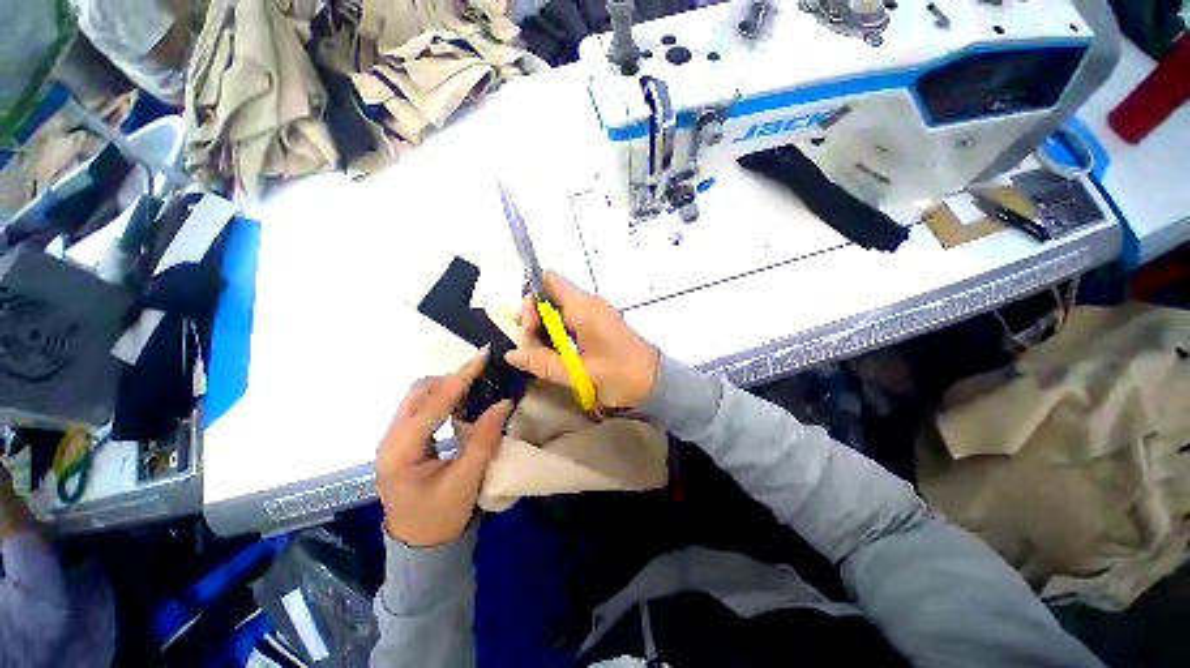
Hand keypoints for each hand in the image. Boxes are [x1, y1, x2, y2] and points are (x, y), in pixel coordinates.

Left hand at [376, 348, 512, 547]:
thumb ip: (485, 438)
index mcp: (400, 450)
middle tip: (483, 374)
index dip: (461, 377)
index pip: (433, 403)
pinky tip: (463, 403)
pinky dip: (443, 400)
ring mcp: (394, 440)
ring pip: (418, 398)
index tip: (483, 356)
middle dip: (451, 379)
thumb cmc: (441, 517)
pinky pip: (422, 410)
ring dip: (447, 388)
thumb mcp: (467, 480)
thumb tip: (503, 402)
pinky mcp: (403, 443)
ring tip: (476, 385)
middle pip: (418, 392)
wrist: (420, 547)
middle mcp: (390, 439)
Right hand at [505, 272, 659, 410]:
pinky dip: (560, 335)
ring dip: (547, 331)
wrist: (657, 384)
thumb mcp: (577, 372)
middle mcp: (589, 304)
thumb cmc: (620, 376)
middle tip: (534, 348)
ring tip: (546, 357)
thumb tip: (511, 354)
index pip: (549, 280)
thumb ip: (542, 362)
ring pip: (559, 311)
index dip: (532, 297)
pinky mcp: (600, 326)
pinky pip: (571, 322)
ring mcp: (596, 314)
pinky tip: (559, 356)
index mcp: (584, 307)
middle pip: (550, 296)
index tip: (530, 326)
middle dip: (535, 319)